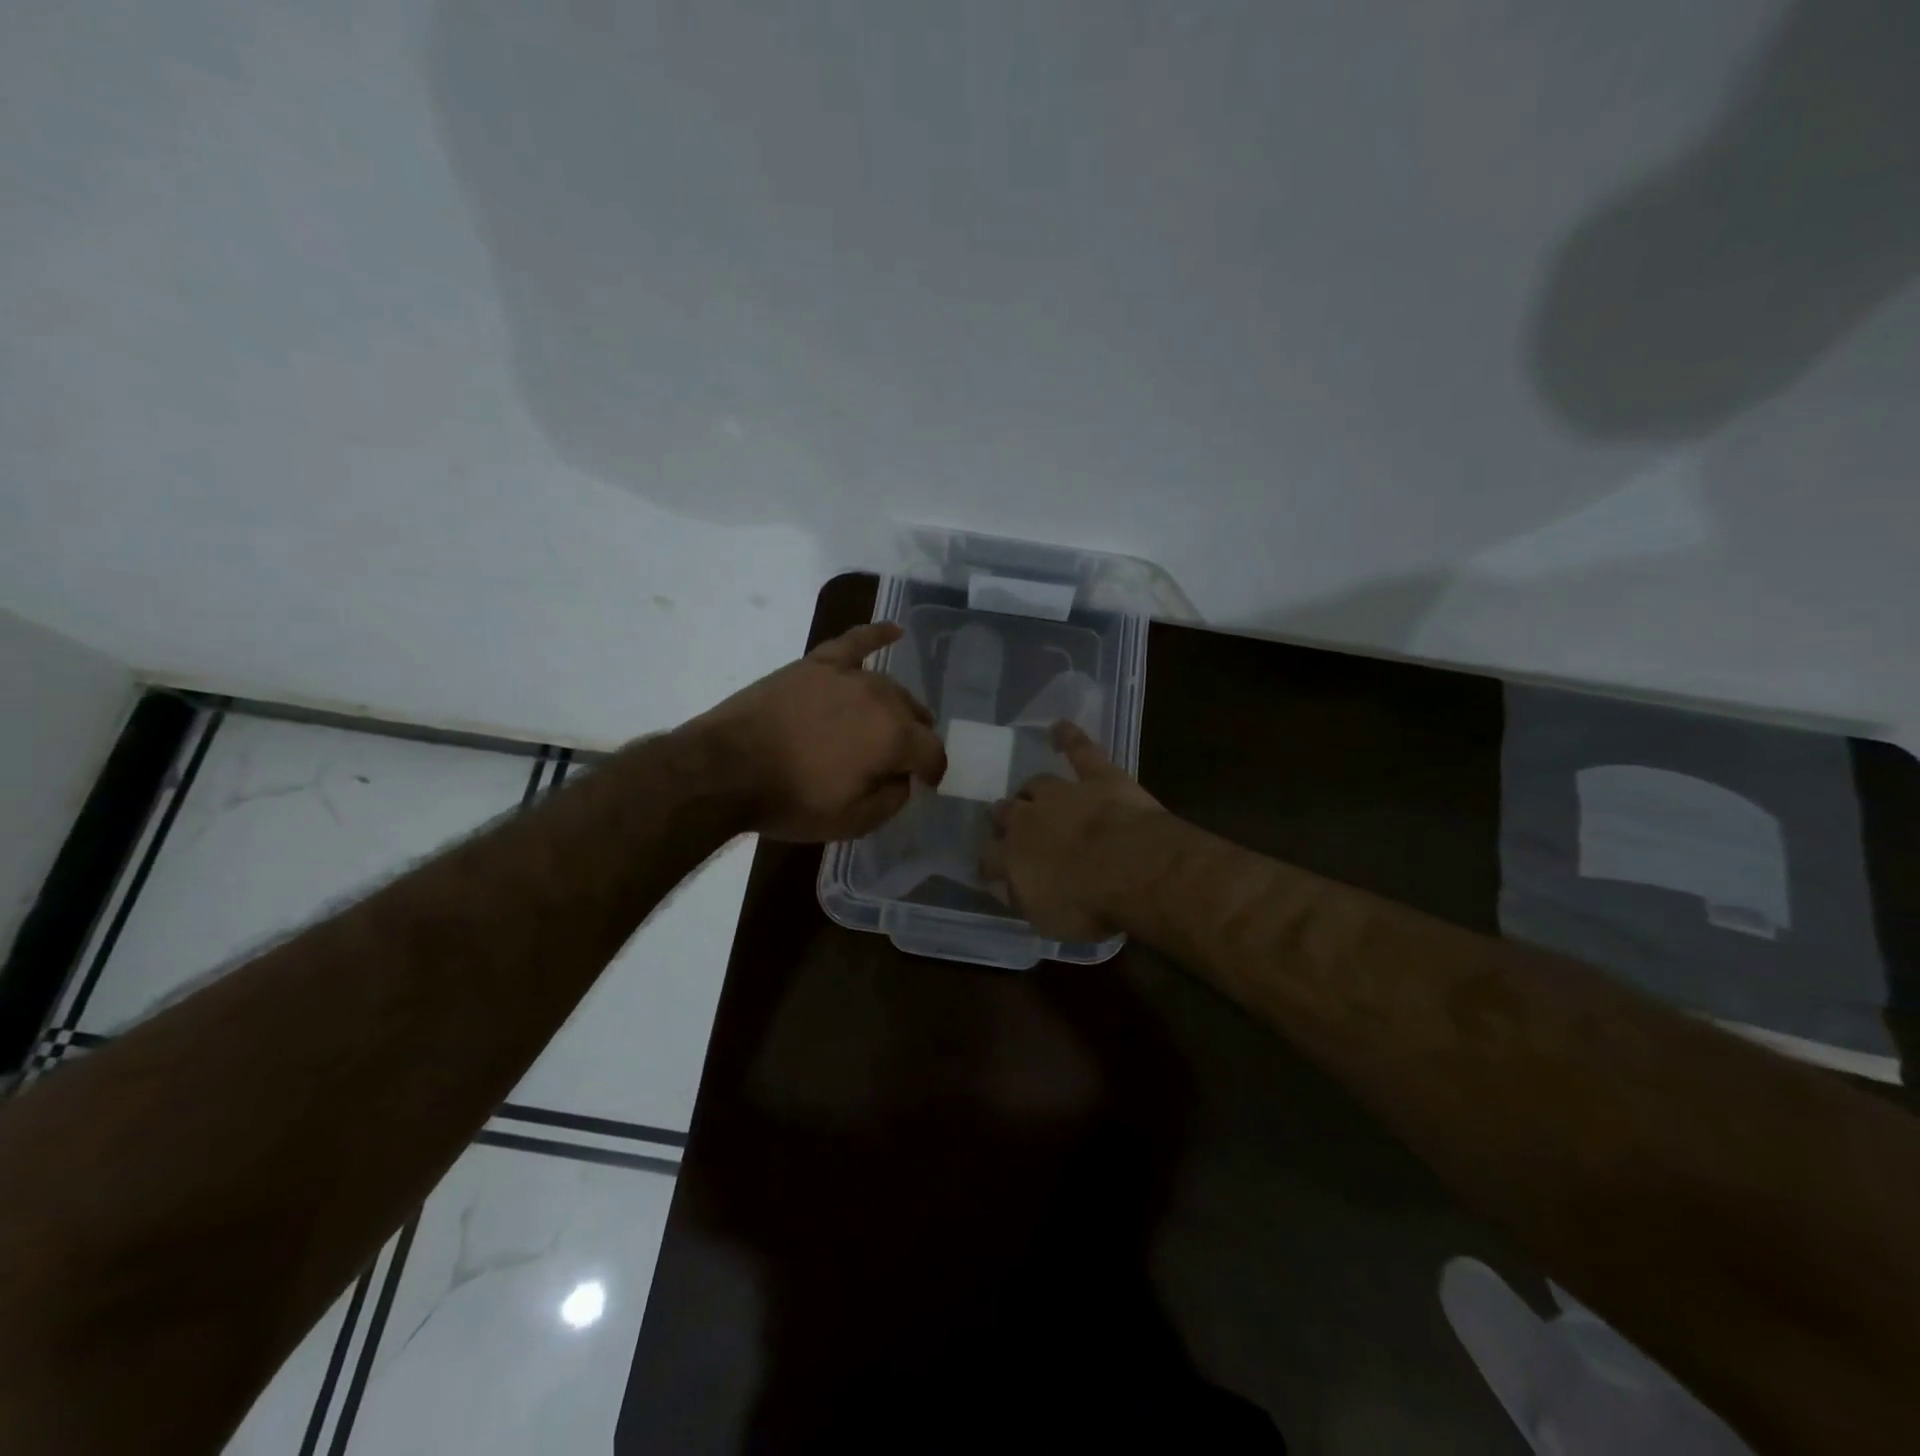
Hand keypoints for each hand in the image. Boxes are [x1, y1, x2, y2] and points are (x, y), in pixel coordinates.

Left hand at [690, 622, 945, 841]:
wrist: (726, 769)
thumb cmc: (792, 800)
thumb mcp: (853, 822)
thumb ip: (892, 799)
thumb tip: (903, 779)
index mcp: (895, 737)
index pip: (932, 752)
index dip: (933, 771)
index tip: (926, 784)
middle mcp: (881, 698)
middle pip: (914, 715)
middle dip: (915, 739)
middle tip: (899, 760)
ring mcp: (848, 676)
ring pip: (889, 687)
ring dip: (896, 707)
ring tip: (889, 723)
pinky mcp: (816, 664)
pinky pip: (854, 642)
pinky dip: (876, 635)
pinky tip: (893, 630)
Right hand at [982, 722, 1165, 940]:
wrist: (1130, 868)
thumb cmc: (1087, 904)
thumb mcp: (1047, 919)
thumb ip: (1026, 899)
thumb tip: (1011, 888)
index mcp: (1011, 857)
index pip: (989, 858)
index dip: (989, 863)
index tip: (991, 869)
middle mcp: (1027, 819)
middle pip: (1006, 813)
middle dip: (1006, 818)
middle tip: (1013, 826)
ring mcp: (1062, 793)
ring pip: (1036, 784)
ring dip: (1032, 790)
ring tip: (1032, 792)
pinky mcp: (1097, 776)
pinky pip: (1079, 750)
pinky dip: (1069, 737)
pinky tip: (1059, 726)